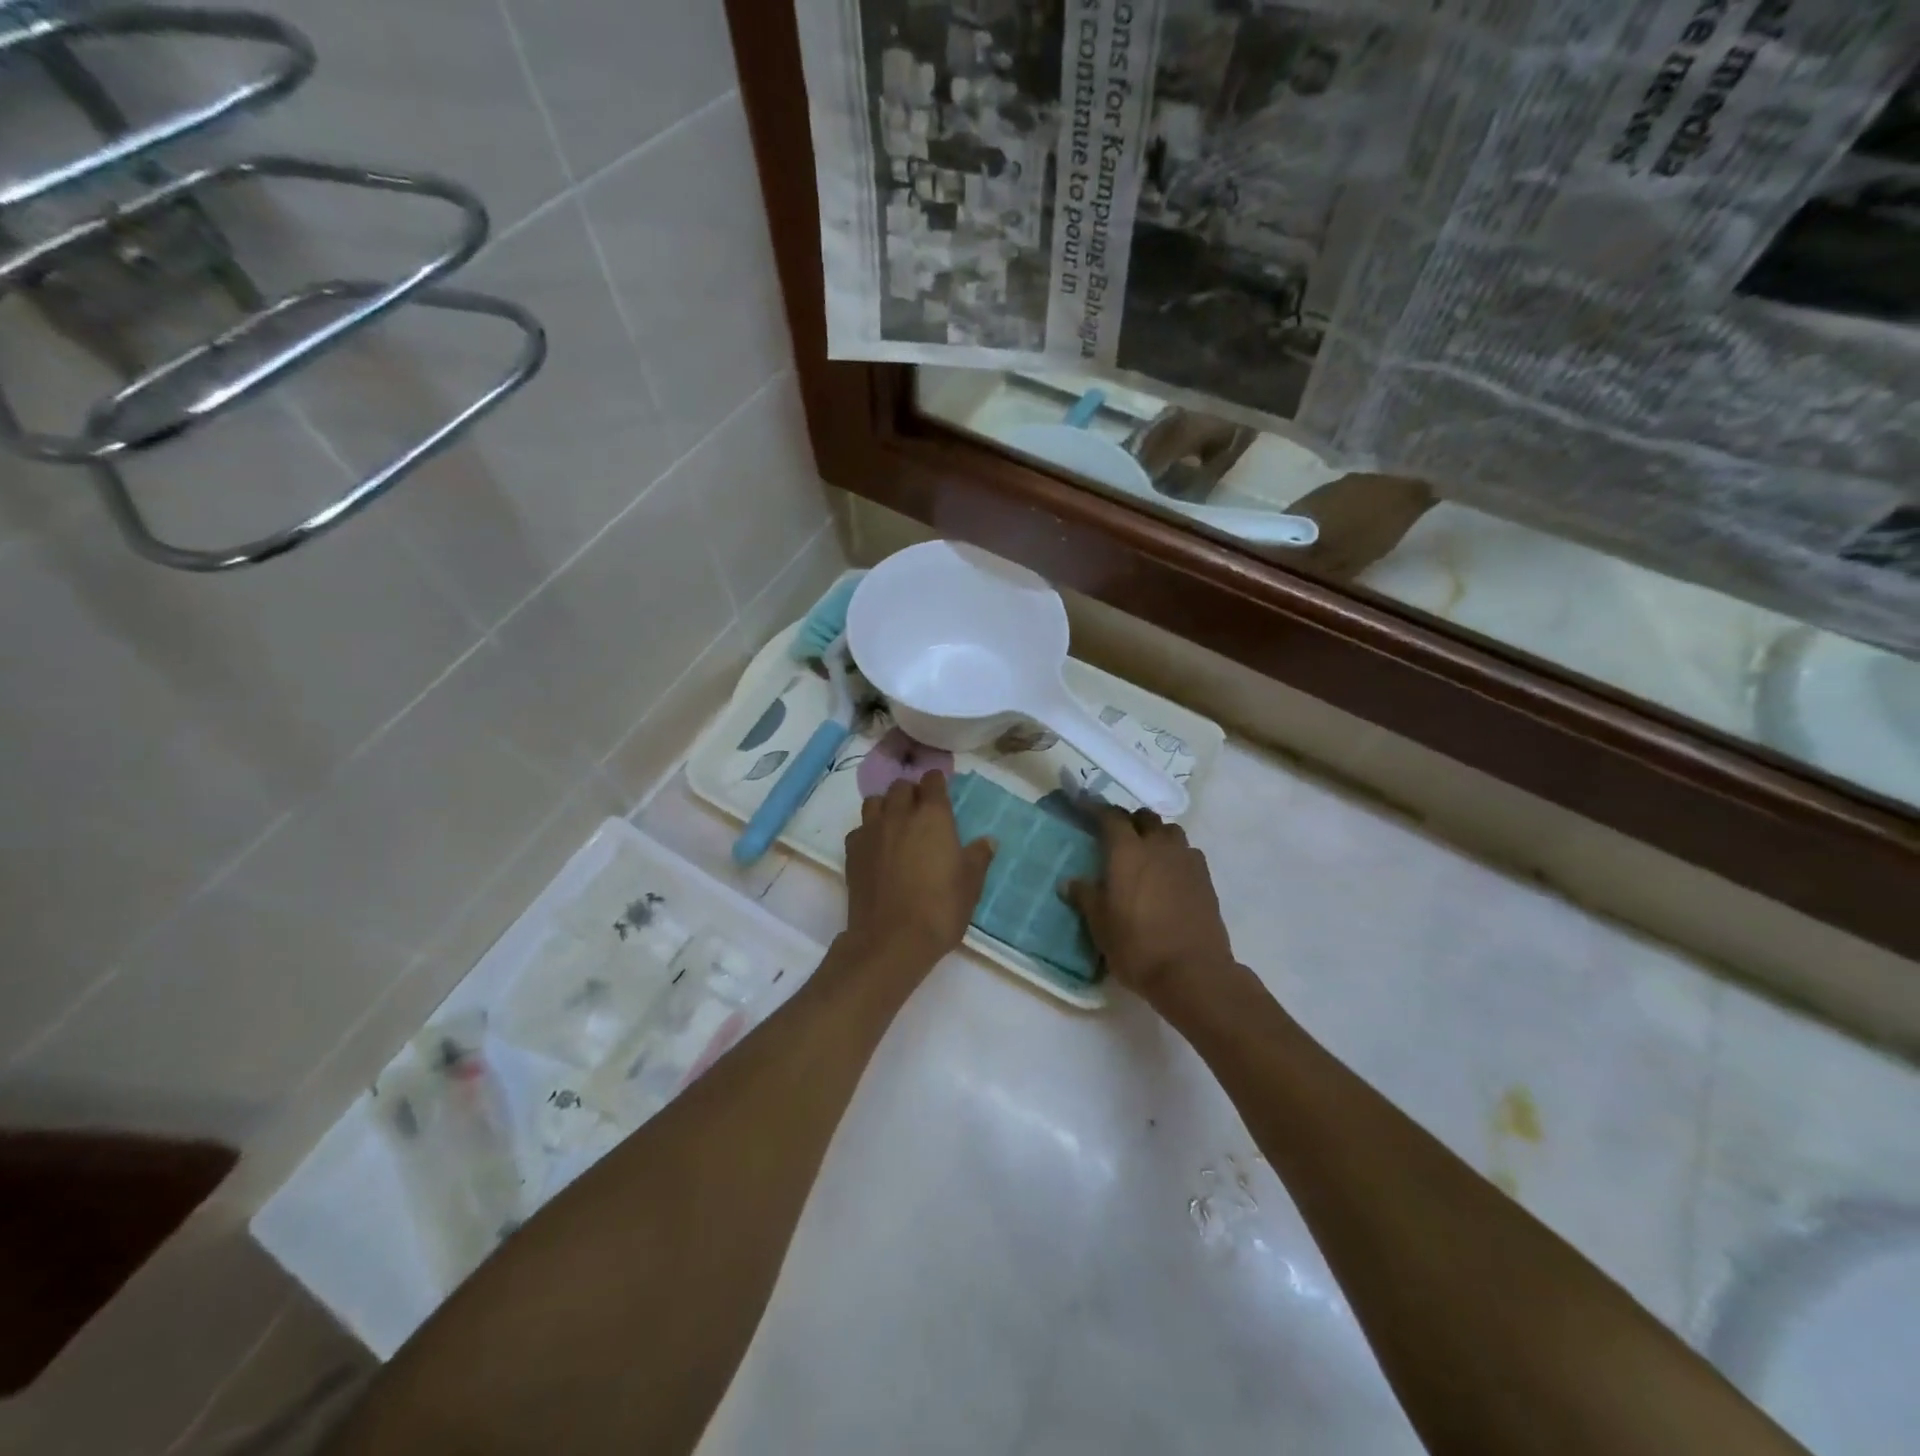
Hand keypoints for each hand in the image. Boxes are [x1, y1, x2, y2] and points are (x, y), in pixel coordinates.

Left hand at [843, 772, 993, 971]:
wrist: (892, 940)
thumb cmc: (940, 908)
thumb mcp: (970, 884)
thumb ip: (978, 857)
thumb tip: (988, 841)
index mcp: (933, 816)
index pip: (932, 781)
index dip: (937, 783)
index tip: (942, 790)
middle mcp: (899, 814)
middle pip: (901, 787)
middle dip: (911, 793)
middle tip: (921, 811)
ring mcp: (871, 831)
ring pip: (874, 801)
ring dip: (886, 806)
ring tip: (896, 824)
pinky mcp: (852, 852)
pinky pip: (859, 829)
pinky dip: (868, 832)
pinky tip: (877, 849)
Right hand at [1063, 808, 1237, 1003]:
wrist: (1192, 972)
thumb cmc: (1136, 945)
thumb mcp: (1100, 924)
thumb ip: (1085, 897)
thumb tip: (1069, 882)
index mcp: (1127, 851)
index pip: (1111, 817)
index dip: (1096, 809)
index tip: (1085, 808)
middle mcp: (1158, 846)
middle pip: (1145, 818)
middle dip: (1130, 821)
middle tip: (1117, 837)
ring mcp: (1186, 860)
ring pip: (1171, 832)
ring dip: (1156, 835)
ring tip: (1146, 854)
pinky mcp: (1205, 879)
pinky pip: (1188, 854)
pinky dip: (1175, 856)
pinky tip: (1169, 876)